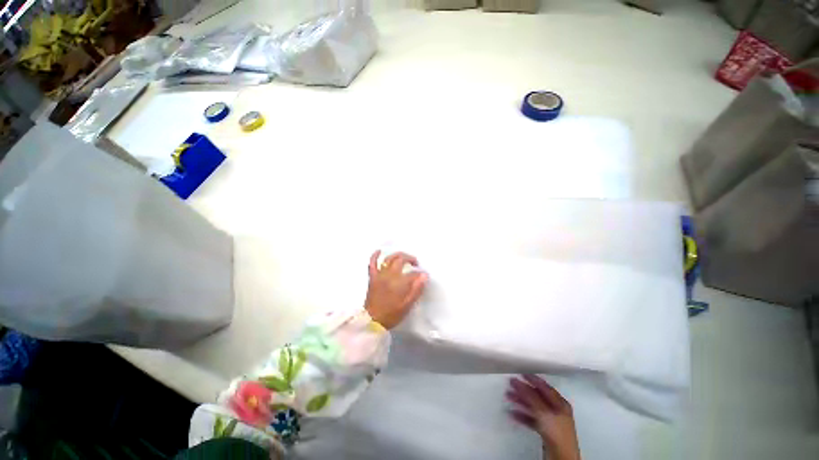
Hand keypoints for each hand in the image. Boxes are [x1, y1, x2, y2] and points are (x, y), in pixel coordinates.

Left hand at [364, 251, 427, 329]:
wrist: (372, 321)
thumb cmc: (391, 314)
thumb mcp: (407, 305)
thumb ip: (416, 290)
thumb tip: (425, 276)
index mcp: (399, 282)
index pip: (412, 273)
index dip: (419, 274)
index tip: (423, 276)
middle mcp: (389, 274)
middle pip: (400, 260)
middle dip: (410, 258)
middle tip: (415, 263)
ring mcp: (379, 274)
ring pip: (388, 259)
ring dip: (397, 255)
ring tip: (404, 257)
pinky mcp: (372, 277)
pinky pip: (372, 263)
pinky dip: (375, 256)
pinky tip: (379, 251)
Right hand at [507, 375, 580, 459]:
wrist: (561, 457)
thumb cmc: (556, 431)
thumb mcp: (544, 412)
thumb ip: (531, 397)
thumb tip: (519, 382)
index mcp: (560, 403)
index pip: (545, 387)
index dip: (533, 379)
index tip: (521, 373)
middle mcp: (556, 410)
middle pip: (537, 396)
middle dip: (523, 390)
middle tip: (510, 384)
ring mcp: (550, 421)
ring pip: (533, 407)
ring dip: (520, 401)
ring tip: (508, 396)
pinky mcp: (545, 431)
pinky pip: (532, 419)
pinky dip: (522, 415)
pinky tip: (513, 414)